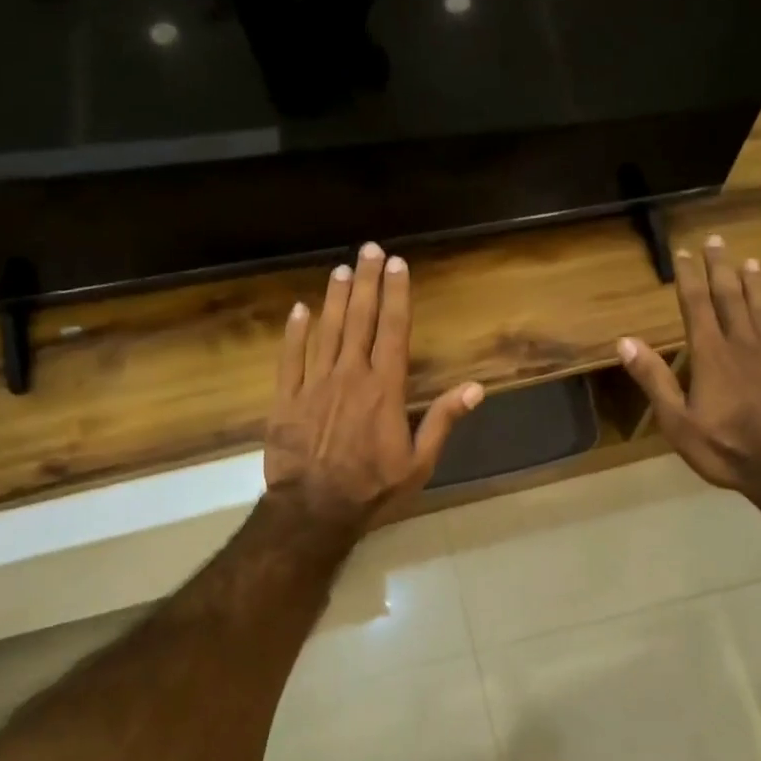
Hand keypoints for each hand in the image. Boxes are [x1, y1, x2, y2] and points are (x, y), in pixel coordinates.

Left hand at [265, 243, 483, 532]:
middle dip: (368, 282)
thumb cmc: (373, 489)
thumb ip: (443, 421)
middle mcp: (349, 375)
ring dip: (335, 298)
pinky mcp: (285, 399)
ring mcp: (313, 384)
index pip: (393, 331)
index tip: (399, 265)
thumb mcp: (419, 463)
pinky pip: (289, 358)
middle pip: (360, 320)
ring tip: (342, 270)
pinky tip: (299, 310)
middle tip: (370, 250)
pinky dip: (294, 332)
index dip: (397, 295)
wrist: (314, 511)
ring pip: (326, 331)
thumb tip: (475, 388)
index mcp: (384, 389)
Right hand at [615, 234, 760, 497]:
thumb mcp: (677, 421)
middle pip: (731, 299)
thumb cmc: (725, 447)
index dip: (689, 278)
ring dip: (756, 286)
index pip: (696, 306)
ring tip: (752, 262)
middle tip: (717, 241)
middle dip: (721, 269)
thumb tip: (625, 341)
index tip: (683, 252)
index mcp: (711, 355)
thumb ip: (654, 379)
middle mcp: (744, 346)